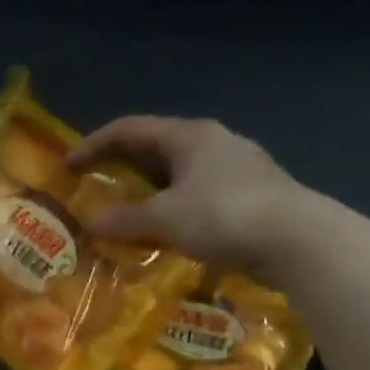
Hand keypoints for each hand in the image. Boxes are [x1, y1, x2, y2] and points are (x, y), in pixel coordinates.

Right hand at [67, 116, 308, 275]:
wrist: (301, 240)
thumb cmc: (224, 215)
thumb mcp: (164, 218)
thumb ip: (124, 219)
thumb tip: (91, 222)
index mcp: (189, 136)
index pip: (130, 129)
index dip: (94, 144)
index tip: (68, 166)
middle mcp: (214, 142)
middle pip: (156, 147)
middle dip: (122, 166)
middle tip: (95, 185)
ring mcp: (239, 167)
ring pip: (180, 172)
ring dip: (150, 189)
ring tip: (129, 211)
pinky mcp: (254, 194)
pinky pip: (200, 194)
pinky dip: (175, 206)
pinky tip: (169, 230)